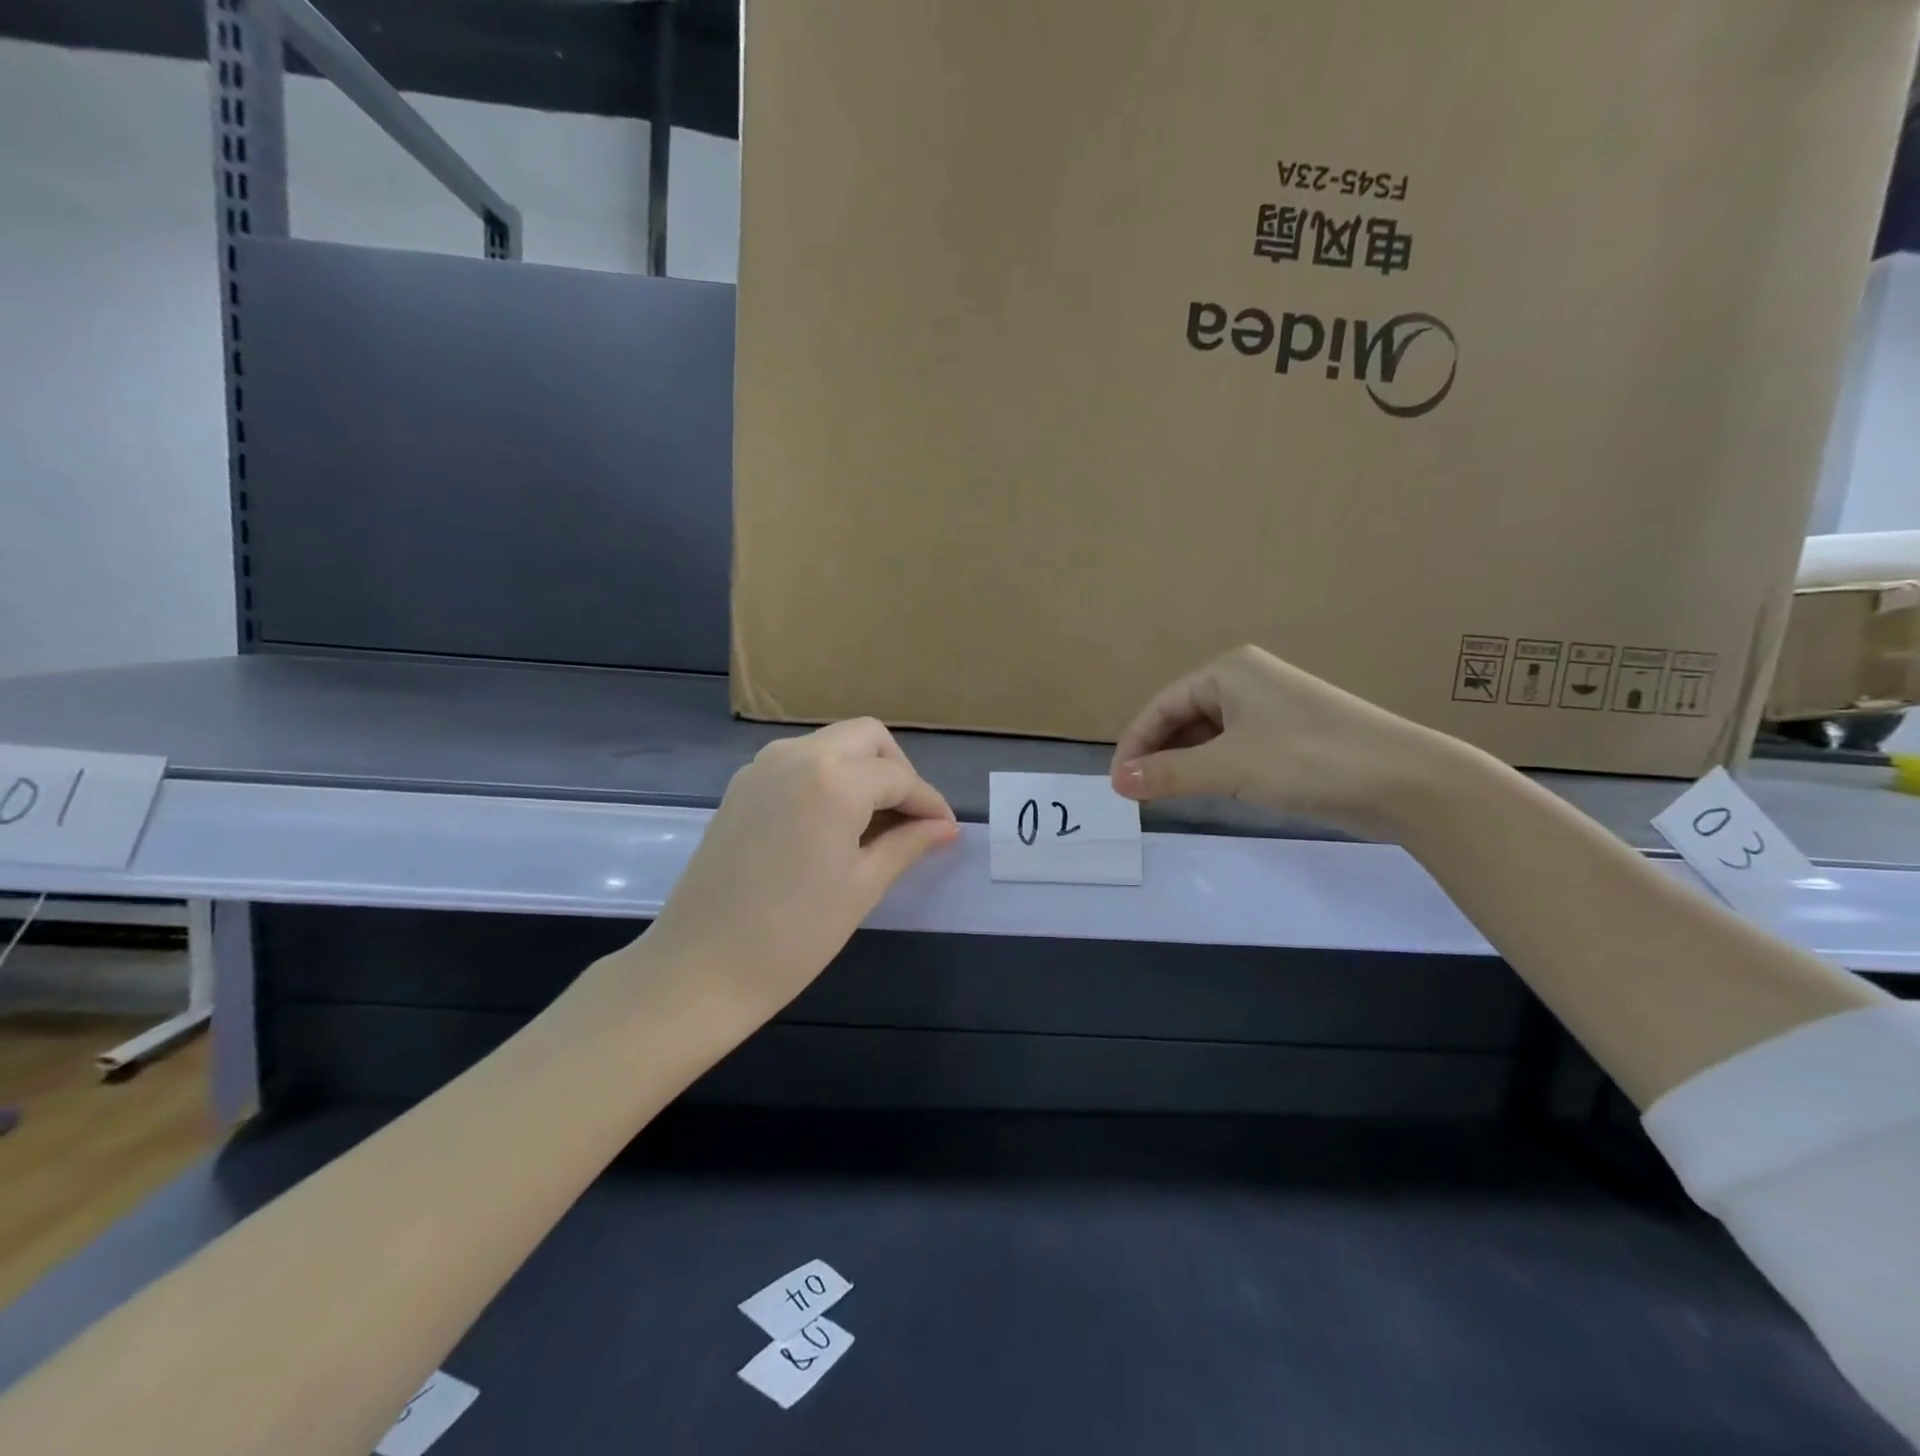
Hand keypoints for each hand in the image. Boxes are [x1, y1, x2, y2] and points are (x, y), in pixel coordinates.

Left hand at [639, 719, 958, 1023]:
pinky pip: (799, 761)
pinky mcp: (742, 785)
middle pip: (867, 738)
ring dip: (862, 769)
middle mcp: (798, 755)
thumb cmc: (794, 935)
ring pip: (831, 744)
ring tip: (875, 822)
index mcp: (834, 780)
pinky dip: (828, 777)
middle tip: (910, 818)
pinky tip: (834, 822)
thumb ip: (908, 844)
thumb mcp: (863, 887)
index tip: (946, 829)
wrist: (700, 968)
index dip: (928, 803)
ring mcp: (763, 766)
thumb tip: (945, 827)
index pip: (899, 778)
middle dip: (897, 771)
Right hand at [1109, 645, 1457, 837]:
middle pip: (1183, 717)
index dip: (1135, 744)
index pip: (1162, 705)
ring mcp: (1271, 708)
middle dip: (1158, 754)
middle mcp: (1247, 680)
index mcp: (1229, 671)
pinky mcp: (1290, 736)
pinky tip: (1206, 791)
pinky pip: (1234, 747)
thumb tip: (1117, 783)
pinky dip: (1213, 768)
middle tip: (1138, 795)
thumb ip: (1168, 774)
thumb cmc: (1310, 760)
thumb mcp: (1230, 767)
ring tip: (1164, 797)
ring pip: (1208, 735)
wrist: (1407, 782)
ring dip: (1184, 764)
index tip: (1117, 785)